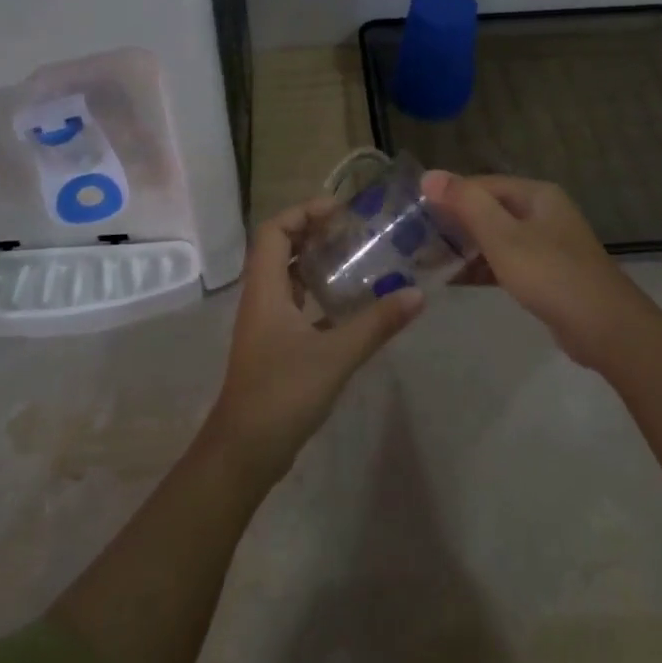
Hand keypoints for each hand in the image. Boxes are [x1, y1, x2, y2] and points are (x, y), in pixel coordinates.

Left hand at [205, 198, 424, 478]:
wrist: (245, 451)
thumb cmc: (283, 393)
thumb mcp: (335, 355)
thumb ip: (376, 324)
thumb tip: (416, 294)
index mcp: (265, 288)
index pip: (274, 230)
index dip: (303, 211)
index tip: (340, 210)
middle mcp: (261, 297)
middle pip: (280, 248)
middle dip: (313, 232)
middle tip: (353, 231)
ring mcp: (266, 323)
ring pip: (288, 277)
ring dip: (316, 262)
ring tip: (355, 258)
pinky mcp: (274, 345)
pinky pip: (296, 304)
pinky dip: (318, 294)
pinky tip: (349, 304)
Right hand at [421, 171, 647, 367]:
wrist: (606, 329)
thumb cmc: (551, 274)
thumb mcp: (503, 236)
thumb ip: (466, 203)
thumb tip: (429, 176)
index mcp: (536, 194)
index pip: (480, 184)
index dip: (447, 195)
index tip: (414, 213)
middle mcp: (542, 212)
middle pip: (488, 209)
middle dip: (454, 222)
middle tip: (415, 239)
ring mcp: (546, 244)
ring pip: (496, 237)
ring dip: (465, 246)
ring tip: (428, 259)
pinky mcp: (546, 273)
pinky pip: (506, 261)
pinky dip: (482, 267)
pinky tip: (456, 280)